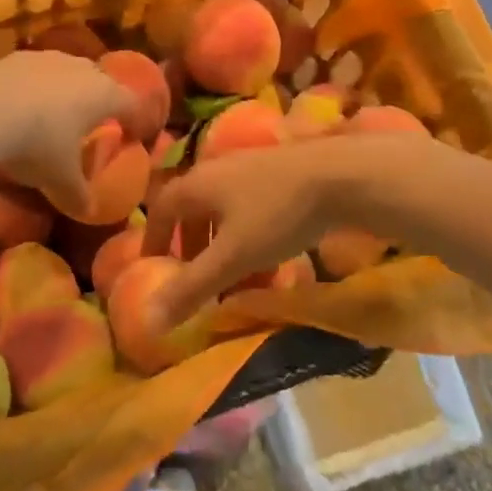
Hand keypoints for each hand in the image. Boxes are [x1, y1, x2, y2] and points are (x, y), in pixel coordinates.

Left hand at [0, 52, 134, 212]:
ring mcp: (48, 58)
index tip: (130, 135)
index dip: (135, 119)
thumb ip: (78, 194)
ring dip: (64, 90)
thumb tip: (88, 210)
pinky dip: (34, 87)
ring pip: (66, 72)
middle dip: (98, 101)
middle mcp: (82, 69)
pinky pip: (35, 72)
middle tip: (90, 125)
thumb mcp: (61, 179)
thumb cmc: (38, 144)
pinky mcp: (15, 56)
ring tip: (52, 115)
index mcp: (104, 95)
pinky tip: (19, 107)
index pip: (132, 103)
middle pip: (100, 81)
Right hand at [141, 137, 402, 326]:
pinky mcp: (282, 175)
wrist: (342, 175)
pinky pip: (254, 210)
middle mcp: (219, 170)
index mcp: (198, 184)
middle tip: (197, 282)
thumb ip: (192, 288)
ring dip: (226, 249)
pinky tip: (274, 264)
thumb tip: (149, 320)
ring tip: (239, 283)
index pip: (161, 209)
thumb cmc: (277, 214)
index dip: (153, 239)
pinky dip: (253, 239)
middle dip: (193, 249)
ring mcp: (252, 169)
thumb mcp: (232, 257)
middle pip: (195, 211)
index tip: (153, 267)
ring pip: (227, 213)